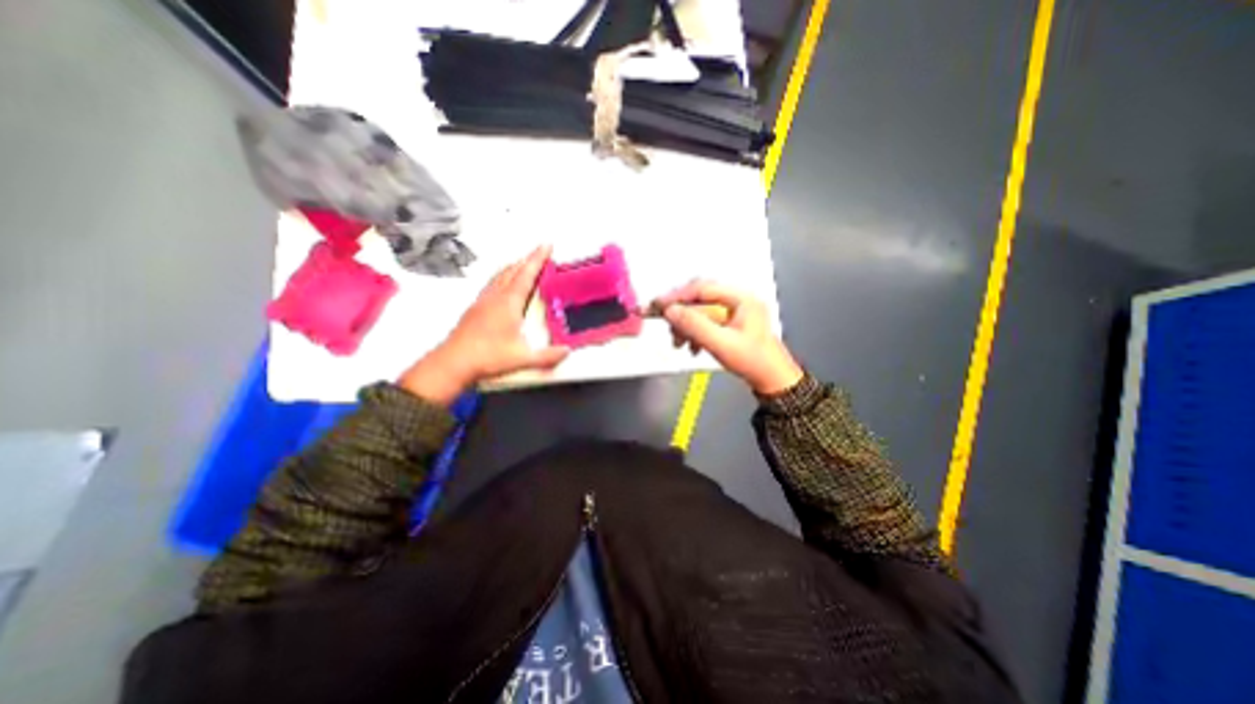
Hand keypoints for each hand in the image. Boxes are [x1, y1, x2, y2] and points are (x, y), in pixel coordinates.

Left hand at [401, 245, 568, 402]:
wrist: (453, 363)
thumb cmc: (488, 357)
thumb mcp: (522, 358)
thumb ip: (547, 356)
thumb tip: (567, 351)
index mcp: (508, 303)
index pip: (526, 275)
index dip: (538, 258)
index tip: (547, 244)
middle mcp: (495, 297)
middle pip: (513, 270)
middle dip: (528, 258)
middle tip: (540, 251)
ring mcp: (483, 301)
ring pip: (500, 275)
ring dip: (514, 266)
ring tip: (524, 262)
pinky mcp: (475, 308)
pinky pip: (492, 284)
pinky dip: (502, 276)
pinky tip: (502, 283)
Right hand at [658, 283, 803, 398]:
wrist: (772, 380)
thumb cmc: (752, 361)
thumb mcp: (720, 343)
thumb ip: (695, 325)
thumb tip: (670, 310)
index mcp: (740, 298)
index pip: (702, 288)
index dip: (678, 296)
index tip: (658, 305)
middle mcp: (736, 300)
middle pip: (699, 298)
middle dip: (681, 313)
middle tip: (665, 324)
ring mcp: (733, 312)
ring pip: (700, 311)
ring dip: (686, 326)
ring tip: (678, 343)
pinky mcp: (729, 324)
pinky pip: (705, 322)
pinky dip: (694, 333)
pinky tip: (691, 347)